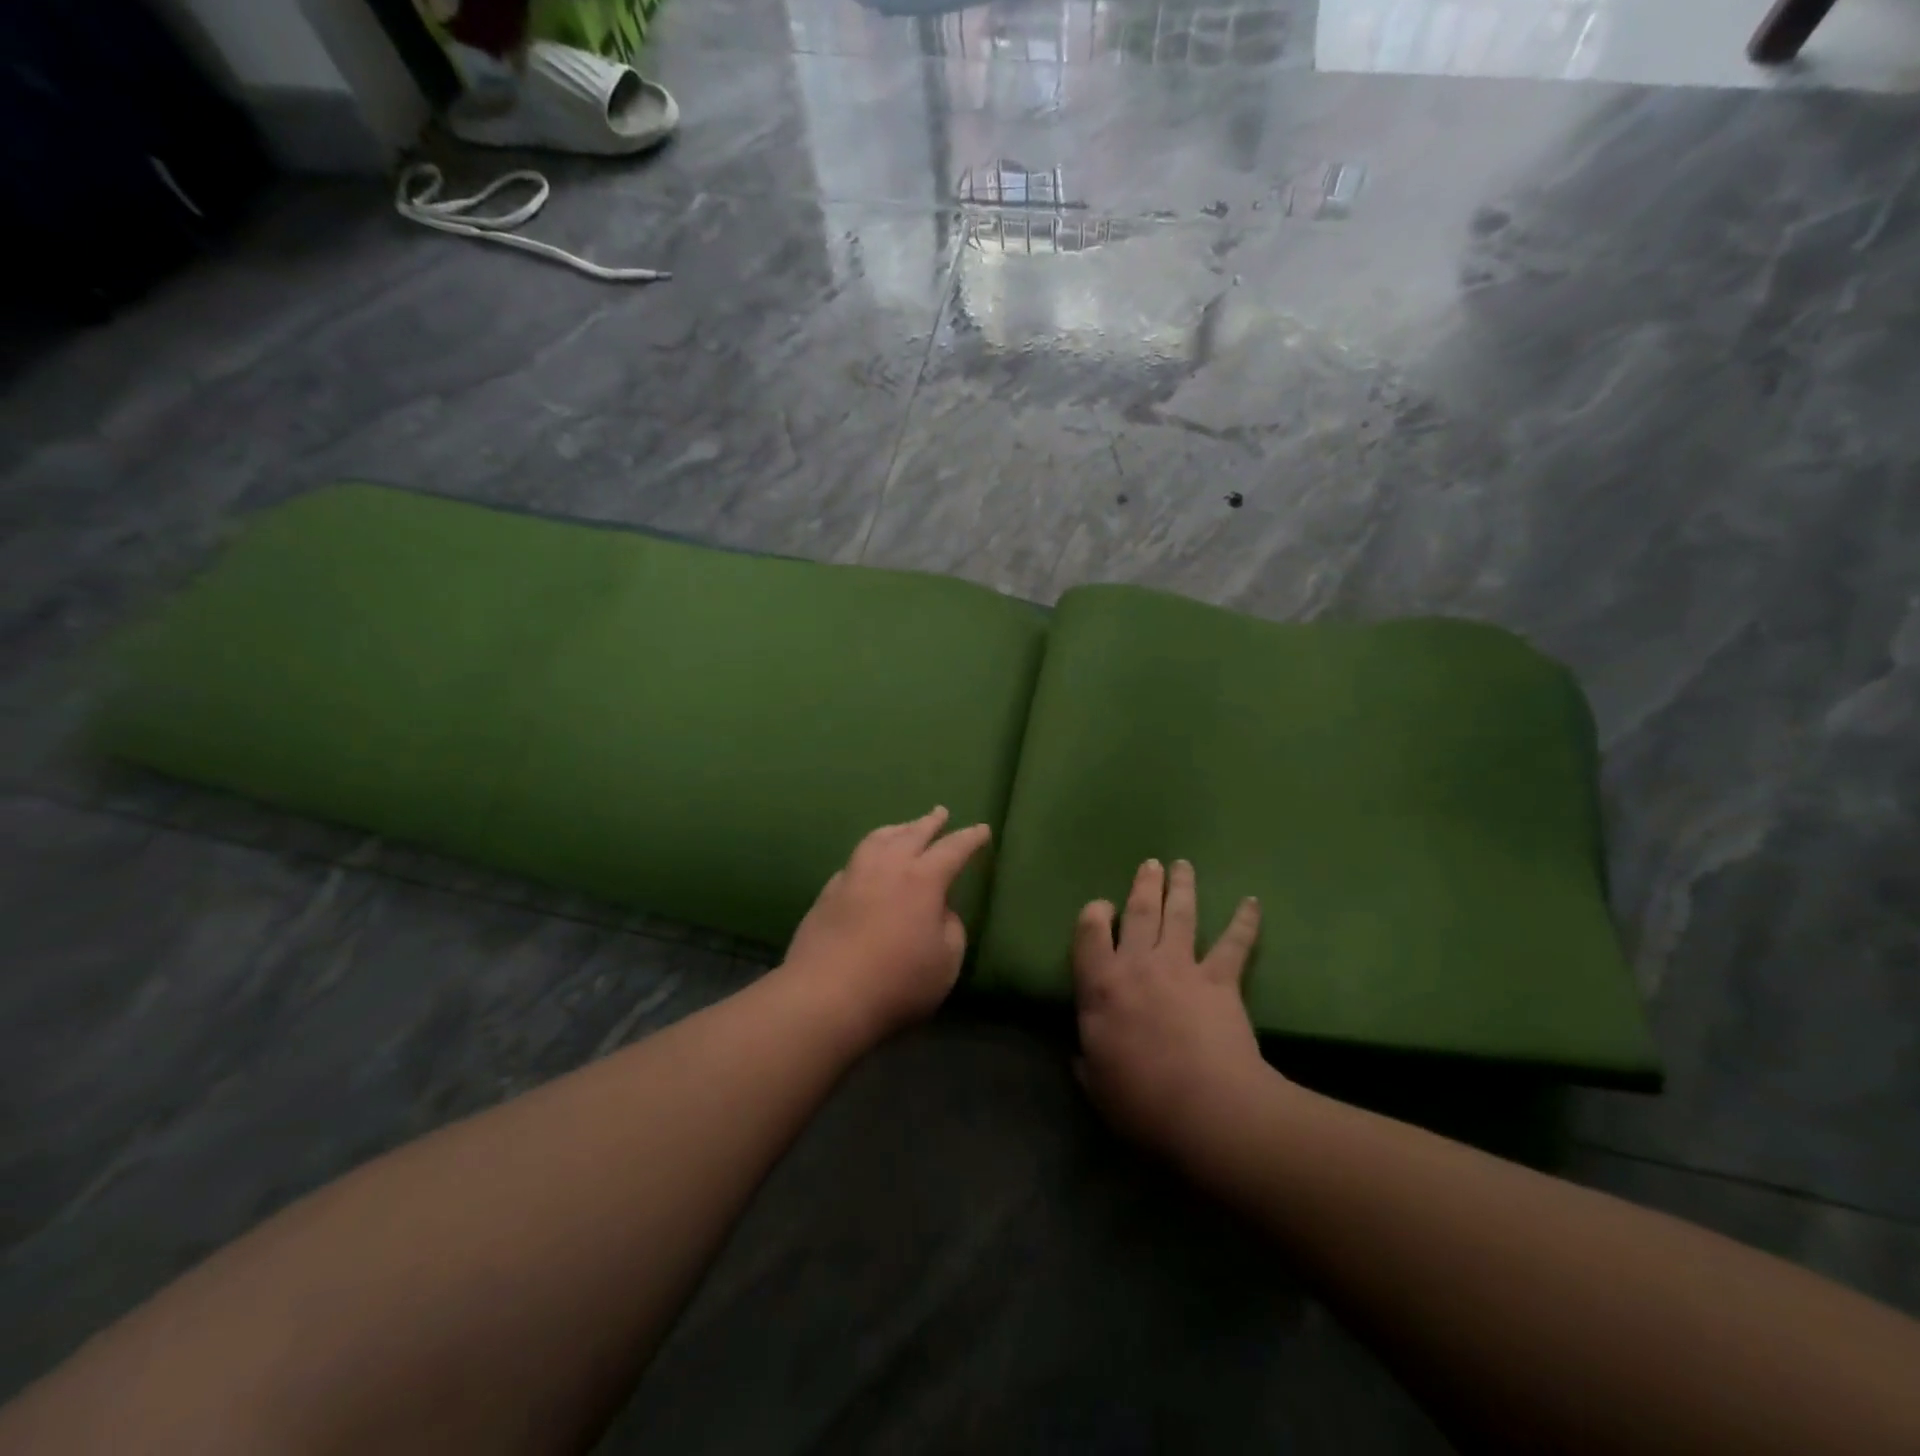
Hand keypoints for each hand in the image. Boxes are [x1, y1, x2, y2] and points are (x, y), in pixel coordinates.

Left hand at [781, 807, 991, 1044]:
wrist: (825, 995)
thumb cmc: (897, 982)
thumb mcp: (946, 962)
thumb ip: (951, 928)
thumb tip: (941, 909)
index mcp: (923, 880)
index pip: (953, 849)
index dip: (970, 838)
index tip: (982, 829)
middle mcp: (887, 867)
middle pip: (912, 834)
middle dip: (930, 822)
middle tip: (940, 813)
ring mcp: (853, 877)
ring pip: (877, 840)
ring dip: (896, 830)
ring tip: (903, 828)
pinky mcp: (828, 893)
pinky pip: (854, 861)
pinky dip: (868, 853)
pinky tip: (867, 863)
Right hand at [1073, 858, 1271, 1163]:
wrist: (1206, 1108)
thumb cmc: (1141, 1099)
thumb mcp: (1096, 1084)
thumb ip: (1087, 1061)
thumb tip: (1082, 1053)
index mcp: (1101, 985)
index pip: (1090, 933)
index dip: (1094, 914)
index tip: (1101, 907)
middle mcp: (1139, 964)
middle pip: (1138, 912)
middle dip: (1143, 884)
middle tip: (1150, 864)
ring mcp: (1182, 967)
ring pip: (1180, 915)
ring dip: (1181, 887)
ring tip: (1183, 865)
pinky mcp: (1221, 980)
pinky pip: (1233, 944)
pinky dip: (1244, 922)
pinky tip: (1252, 902)